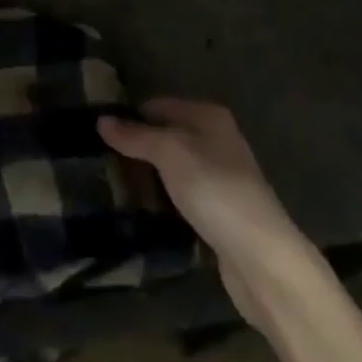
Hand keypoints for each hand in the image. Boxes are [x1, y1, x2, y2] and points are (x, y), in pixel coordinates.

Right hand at [98, 99, 312, 323]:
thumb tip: (101, 120)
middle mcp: (217, 139)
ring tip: (117, 184)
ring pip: (175, 167)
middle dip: (139, 147)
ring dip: (151, 175)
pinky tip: (146, 208)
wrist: (261, 257)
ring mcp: (221, 177)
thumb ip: (135, 136)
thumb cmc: (213, 189)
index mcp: (208, 115)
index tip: (100, 132)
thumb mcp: (169, 153)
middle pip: (167, 135)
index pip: (159, 104)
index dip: (131, 115)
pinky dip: (165, 198)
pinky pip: (183, 194)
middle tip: (104, 160)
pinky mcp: (220, 211)